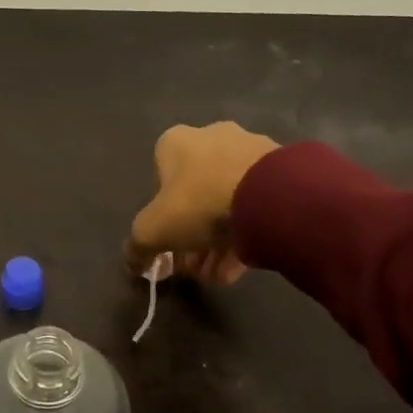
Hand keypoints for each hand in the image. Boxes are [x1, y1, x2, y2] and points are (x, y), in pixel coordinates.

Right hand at [126, 122, 280, 281]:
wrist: (271, 196)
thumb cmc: (199, 204)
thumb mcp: (152, 230)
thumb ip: (137, 246)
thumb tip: (132, 262)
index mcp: (176, 142)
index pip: (158, 182)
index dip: (161, 219)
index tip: (169, 248)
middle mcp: (211, 137)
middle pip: (195, 196)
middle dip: (191, 236)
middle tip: (195, 266)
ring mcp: (249, 151)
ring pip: (226, 202)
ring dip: (218, 241)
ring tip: (219, 274)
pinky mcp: (280, 170)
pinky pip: (256, 204)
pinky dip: (246, 233)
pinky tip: (242, 266)